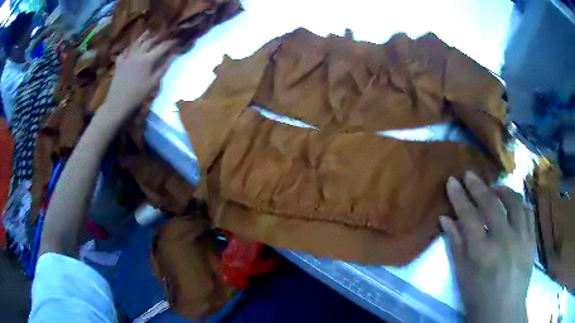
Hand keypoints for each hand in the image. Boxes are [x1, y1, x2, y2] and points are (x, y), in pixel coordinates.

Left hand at [101, 31, 175, 122]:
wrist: (118, 104)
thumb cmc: (137, 96)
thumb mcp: (153, 84)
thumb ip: (163, 68)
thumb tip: (173, 56)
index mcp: (147, 60)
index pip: (162, 47)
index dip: (170, 43)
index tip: (176, 40)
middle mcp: (137, 55)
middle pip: (148, 42)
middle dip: (157, 38)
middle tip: (162, 36)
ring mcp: (126, 58)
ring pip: (136, 44)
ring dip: (143, 37)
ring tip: (147, 33)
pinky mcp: (119, 64)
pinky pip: (124, 53)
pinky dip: (128, 48)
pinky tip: (130, 48)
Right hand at [441, 171, 534, 322]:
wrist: (503, 310)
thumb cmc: (478, 296)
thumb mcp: (462, 274)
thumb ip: (456, 245)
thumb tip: (446, 220)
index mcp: (481, 251)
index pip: (468, 215)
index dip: (459, 196)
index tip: (452, 180)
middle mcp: (503, 239)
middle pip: (491, 203)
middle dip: (477, 186)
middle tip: (470, 175)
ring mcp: (521, 237)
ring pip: (514, 201)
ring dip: (502, 190)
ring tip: (495, 189)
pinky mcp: (531, 239)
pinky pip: (527, 213)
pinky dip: (519, 205)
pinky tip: (513, 207)